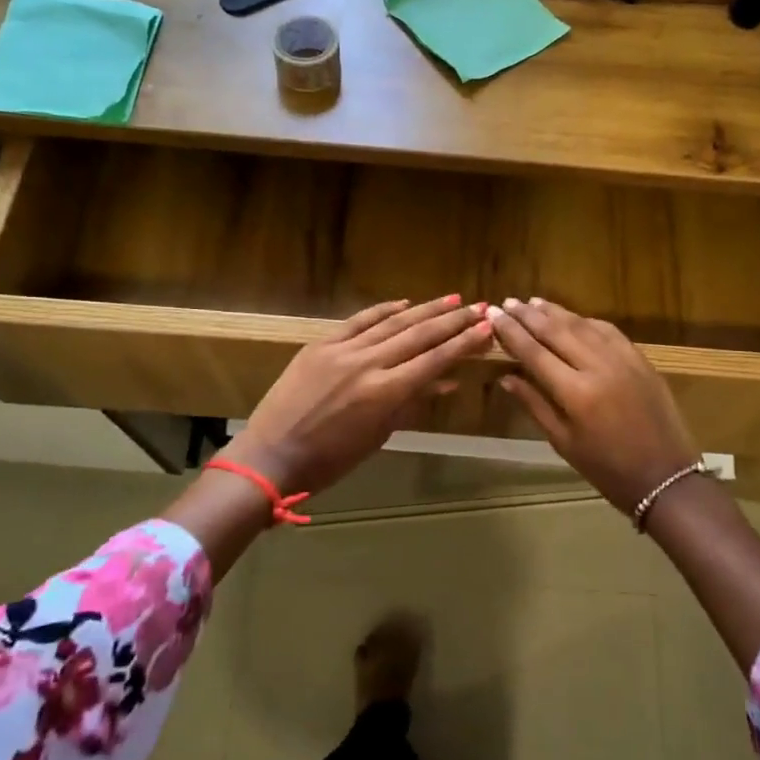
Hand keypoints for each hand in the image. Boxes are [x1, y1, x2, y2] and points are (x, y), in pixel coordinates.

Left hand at [226, 296, 492, 496]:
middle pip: (419, 335)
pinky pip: (358, 321)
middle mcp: (368, 363)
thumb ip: (412, 404)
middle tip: (479, 307)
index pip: (434, 360)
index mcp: (385, 392)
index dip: (464, 343)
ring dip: (424, 310)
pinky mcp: (320, 344)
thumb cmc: (330, 459)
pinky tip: (404, 303)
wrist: (271, 455)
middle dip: (452, 321)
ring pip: (392, 323)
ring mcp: (342, 350)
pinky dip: (382, 311)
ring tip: (451, 300)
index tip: (487, 328)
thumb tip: (446, 382)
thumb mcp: (378, 435)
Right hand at [488, 297, 700, 514]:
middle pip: (557, 331)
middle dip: (529, 315)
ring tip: (533, 302)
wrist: (665, 477)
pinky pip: (609, 331)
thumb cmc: (607, 469)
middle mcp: (598, 367)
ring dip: (556, 312)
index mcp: (575, 393)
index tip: (493, 315)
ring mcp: (623, 360)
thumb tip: (506, 377)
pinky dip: (587, 321)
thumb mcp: (563, 442)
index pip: (534, 352)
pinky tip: (573, 317)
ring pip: (583, 325)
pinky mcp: (641, 360)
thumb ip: (534, 405)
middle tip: (507, 302)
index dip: (511, 332)